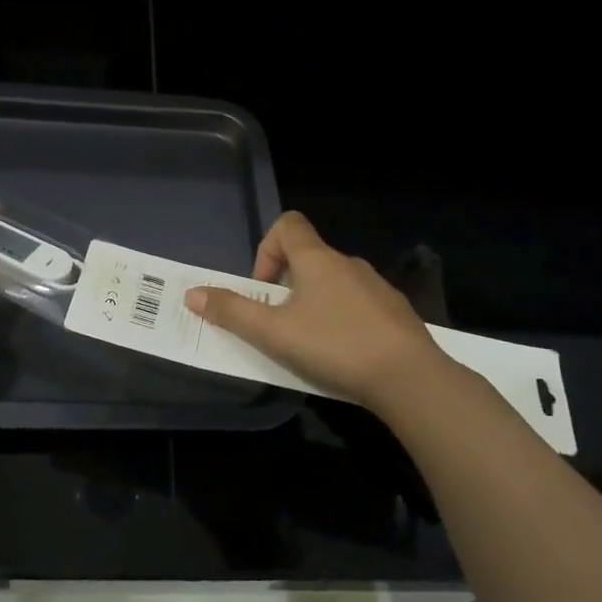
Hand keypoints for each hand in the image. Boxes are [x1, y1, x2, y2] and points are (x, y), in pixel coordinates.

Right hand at [185, 211, 444, 409]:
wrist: (409, 377)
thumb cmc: (334, 346)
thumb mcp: (273, 333)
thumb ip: (232, 312)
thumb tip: (192, 293)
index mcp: (317, 259)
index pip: (288, 224)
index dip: (266, 249)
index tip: (263, 288)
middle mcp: (348, 263)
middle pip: (308, 257)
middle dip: (286, 286)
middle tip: (279, 325)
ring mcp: (376, 286)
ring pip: (333, 283)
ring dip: (314, 304)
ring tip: (309, 344)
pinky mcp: (395, 311)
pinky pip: (358, 304)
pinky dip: (342, 319)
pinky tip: (343, 354)